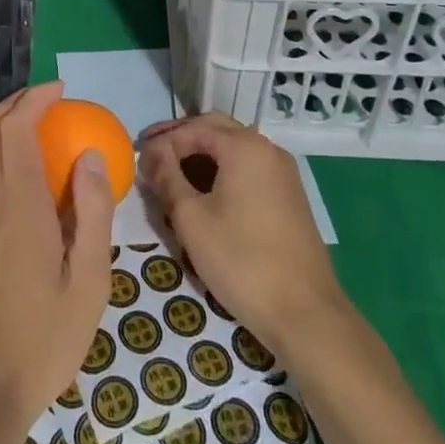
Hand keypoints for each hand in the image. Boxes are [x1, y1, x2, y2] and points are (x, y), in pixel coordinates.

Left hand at [0, 81, 114, 443]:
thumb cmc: (41, 342)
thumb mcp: (89, 283)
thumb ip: (93, 214)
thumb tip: (91, 156)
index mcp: (19, 206)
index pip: (16, 129)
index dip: (36, 99)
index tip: (63, 90)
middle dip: (18, 103)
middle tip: (54, 102)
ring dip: (12, 132)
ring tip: (54, 142)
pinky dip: (10, 163)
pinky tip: (41, 193)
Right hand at [139, 113, 345, 357]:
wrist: (306, 314)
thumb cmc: (242, 261)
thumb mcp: (192, 219)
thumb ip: (167, 179)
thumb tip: (150, 155)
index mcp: (244, 146)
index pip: (193, 128)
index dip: (162, 142)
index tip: (138, 160)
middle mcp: (267, 149)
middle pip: (216, 130)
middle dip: (182, 141)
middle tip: (153, 158)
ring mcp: (282, 172)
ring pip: (233, 149)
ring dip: (201, 156)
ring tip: (172, 177)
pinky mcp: (288, 196)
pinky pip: (248, 169)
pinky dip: (222, 171)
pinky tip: (203, 193)